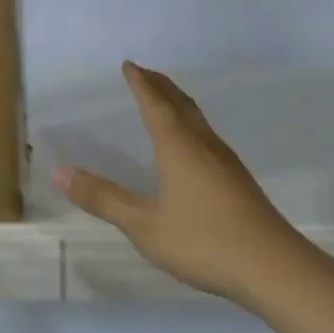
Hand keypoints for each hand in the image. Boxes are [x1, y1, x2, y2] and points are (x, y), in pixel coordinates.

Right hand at [53, 61, 310, 307]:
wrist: (274, 267)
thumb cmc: (203, 241)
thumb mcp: (143, 225)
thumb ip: (103, 199)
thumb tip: (59, 173)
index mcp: (178, 147)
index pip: (155, 104)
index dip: (140, 84)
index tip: (129, 65)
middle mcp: (203, 145)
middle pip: (180, 104)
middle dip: (160, 86)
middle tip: (144, 73)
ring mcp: (226, 162)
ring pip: (198, 119)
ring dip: (178, 102)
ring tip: (165, 99)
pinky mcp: (238, 180)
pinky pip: (207, 136)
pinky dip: (190, 124)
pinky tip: (192, 145)